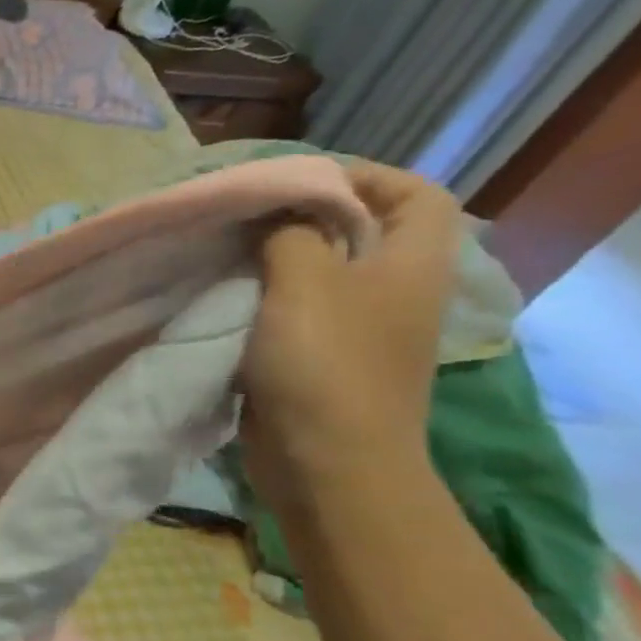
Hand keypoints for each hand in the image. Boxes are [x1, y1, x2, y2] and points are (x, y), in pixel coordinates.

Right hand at [242, 163, 461, 507]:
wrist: (326, 463)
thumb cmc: (324, 365)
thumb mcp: (304, 283)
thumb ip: (292, 233)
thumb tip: (279, 211)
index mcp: (411, 264)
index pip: (415, 193)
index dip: (365, 176)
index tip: (297, 179)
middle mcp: (393, 292)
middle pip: (361, 231)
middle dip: (306, 216)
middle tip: (247, 213)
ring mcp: (359, 329)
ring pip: (322, 273)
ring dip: (277, 259)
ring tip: (228, 250)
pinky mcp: (323, 359)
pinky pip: (297, 311)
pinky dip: (265, 298)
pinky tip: (226, 297)